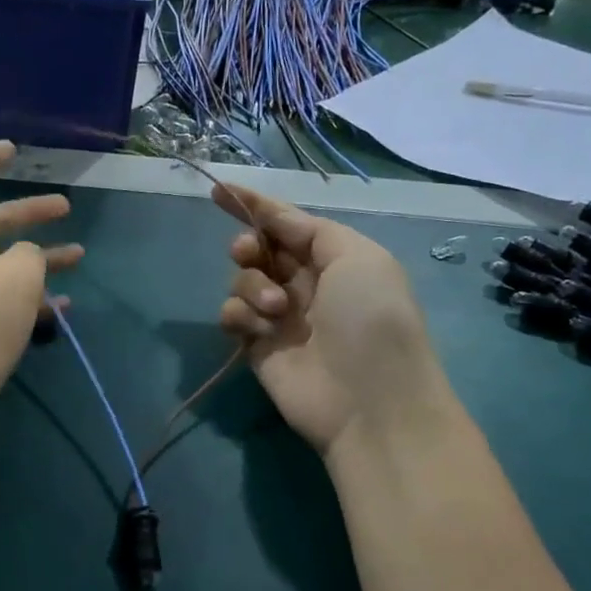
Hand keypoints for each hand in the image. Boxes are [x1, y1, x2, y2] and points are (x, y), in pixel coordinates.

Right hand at [214, 182, 449, 456]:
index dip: (255, 205)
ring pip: (241, 280)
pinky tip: (261, 330)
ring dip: (251, 285)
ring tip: (275, 308)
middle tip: (249, 253)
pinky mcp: (257, 346)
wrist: (370, 400)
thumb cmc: (371, 318)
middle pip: (259, 249)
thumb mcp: (358, 256)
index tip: (219, 190)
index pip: (287, 223)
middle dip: (249, 245)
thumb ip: (312, 230)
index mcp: (334, 259)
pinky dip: (240, 315)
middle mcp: (305, 284)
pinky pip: (232, 315)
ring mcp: (280, 317)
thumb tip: (277, 221)